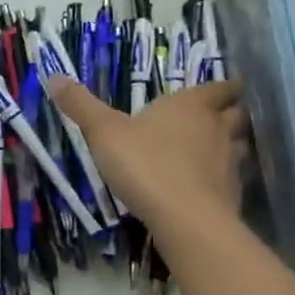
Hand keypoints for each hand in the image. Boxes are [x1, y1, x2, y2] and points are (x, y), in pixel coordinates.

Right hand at [46, 78, 247, 242]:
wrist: (184, 219)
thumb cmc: (145, 164)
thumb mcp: (103, 132)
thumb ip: (81, 105)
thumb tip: (54, 75)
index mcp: (191, 106)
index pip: (219, 88)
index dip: (225, 86)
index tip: (230, 85)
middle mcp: (217, 129)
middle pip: (237, 114)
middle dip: (231, 113)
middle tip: (219, 115)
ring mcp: (230, 163)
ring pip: (240, 145)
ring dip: (233, 144)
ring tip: (217, 149)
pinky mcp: (233, 195)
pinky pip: (233, 179)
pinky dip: (225, 178)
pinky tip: (210, 186)